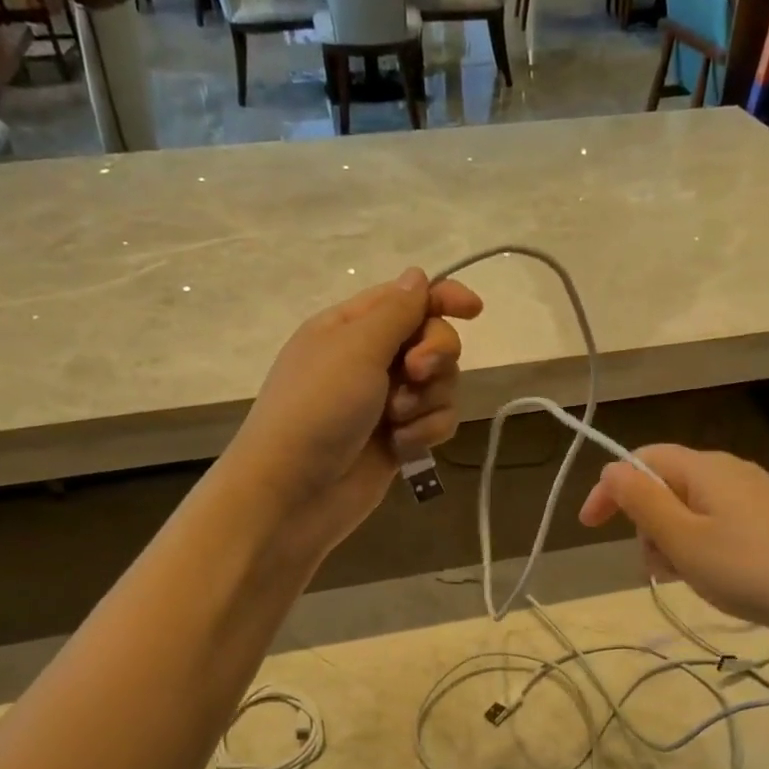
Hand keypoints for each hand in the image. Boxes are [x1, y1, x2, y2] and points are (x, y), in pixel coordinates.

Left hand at [226, 267, 482, 554]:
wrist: (294, 493)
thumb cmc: (317, 409)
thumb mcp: (355, 348)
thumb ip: (396, 312)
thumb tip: (417, 276)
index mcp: (351, 327)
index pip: (408, 299)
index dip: (444, 298)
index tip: (474, 310)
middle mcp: (371, 359)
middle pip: (434, 340)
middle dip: (434, 356)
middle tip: (415, 372)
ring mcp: (386, 401)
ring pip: (442, 385)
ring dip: (427, 401)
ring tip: (397, 420)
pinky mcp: (400, 438)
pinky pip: (437, 421)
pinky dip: (425, 431)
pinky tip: (402, 446)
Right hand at [578, 445, 768, 636]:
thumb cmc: (747, 569)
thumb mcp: (682, 539)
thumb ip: (642, 501)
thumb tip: (612, 468)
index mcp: (705, 467)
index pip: (641, 459)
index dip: (610, 488)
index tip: (588, 526)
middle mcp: (729, 469)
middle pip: (666, 483)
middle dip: (646, 521)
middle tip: (656, 565)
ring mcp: (754, 493)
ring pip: (690, 506)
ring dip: (672, 538)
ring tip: (685, 576)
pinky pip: (717, 521)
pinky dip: (700, 544)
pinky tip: (713, 575)